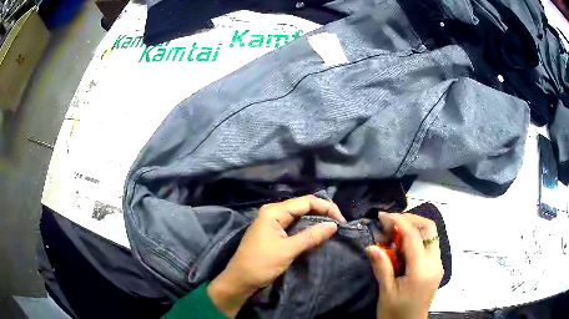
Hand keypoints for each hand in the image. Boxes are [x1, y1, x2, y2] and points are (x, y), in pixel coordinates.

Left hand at [208, 195, 345, 317]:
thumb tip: (334, 225)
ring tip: (332, 228)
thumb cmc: (261, 264)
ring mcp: (273, 222)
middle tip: (339, 225)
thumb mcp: (287, 250)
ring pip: (299, 216)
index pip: (306, 202)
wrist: (240, 280)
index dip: (326, 207)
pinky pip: (294, 225)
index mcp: (274, 211)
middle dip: (322, 213)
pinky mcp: (274, 232)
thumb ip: (311, 236)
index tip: (341, 221)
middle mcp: (273, 212)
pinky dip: (307, 228)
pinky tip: (317, 234)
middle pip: (303, 206)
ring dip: (316, 221)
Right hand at [366, 212, 443, 318]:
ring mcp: (437, 264)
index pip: (414, 236)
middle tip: (391, 222)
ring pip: (431, 235)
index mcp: (422, 270)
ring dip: (414, 227)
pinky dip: (417, 238)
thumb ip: (381, 267)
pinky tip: (402, 245)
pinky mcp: (436, 267)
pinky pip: (429, 244)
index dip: (398, 222)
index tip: (382, 217)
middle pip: (429, 229)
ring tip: (394, 232)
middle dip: (410, 219)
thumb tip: (371, 246)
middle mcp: (434, 263)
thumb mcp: (386, 292)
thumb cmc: (396, 313)